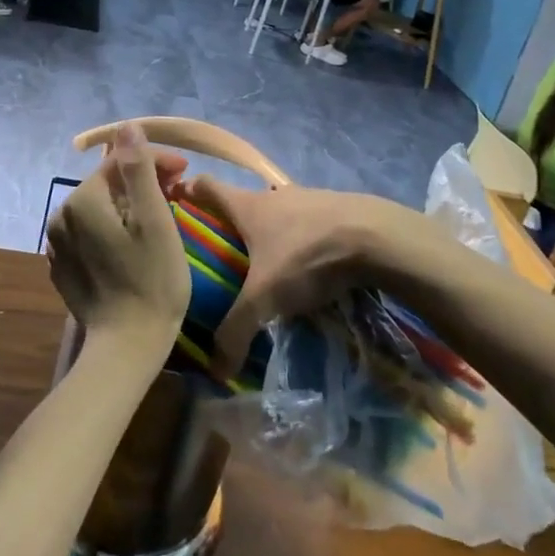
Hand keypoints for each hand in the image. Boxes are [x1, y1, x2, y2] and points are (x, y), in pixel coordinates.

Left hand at [45, 123, 190, 347]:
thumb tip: (126, 127)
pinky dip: (114, 228)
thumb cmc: (152, 281)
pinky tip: (135, 243)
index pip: (119, 162)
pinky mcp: (63, 267)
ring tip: (161, 216)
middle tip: (177, 194)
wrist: (127, 347)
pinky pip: (90, 233)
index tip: (185, 172)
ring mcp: (58, 244)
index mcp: (82, 200)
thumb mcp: (154, 221)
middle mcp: (61, 216)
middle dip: (142, 182)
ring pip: (99, 208)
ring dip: (128, 205)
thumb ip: (138, 169)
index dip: (154, 160)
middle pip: (107, 184)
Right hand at [176, 177, 445, 375]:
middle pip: (242, 204)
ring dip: (270, 235)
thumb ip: (236, 330)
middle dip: (230, 226)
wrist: (377, 238)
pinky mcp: (337, 210)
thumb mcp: (264, 299)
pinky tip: (308, 268)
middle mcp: (273, 195)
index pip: (206, 186)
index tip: (178, 208)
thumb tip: (215, 369)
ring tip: (266, 268)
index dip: (189, 193)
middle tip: (221, 257)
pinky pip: (308, 224)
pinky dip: (301, 241)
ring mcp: (308, 198)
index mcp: (247, 206)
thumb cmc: (306, 257)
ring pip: (278, 214)